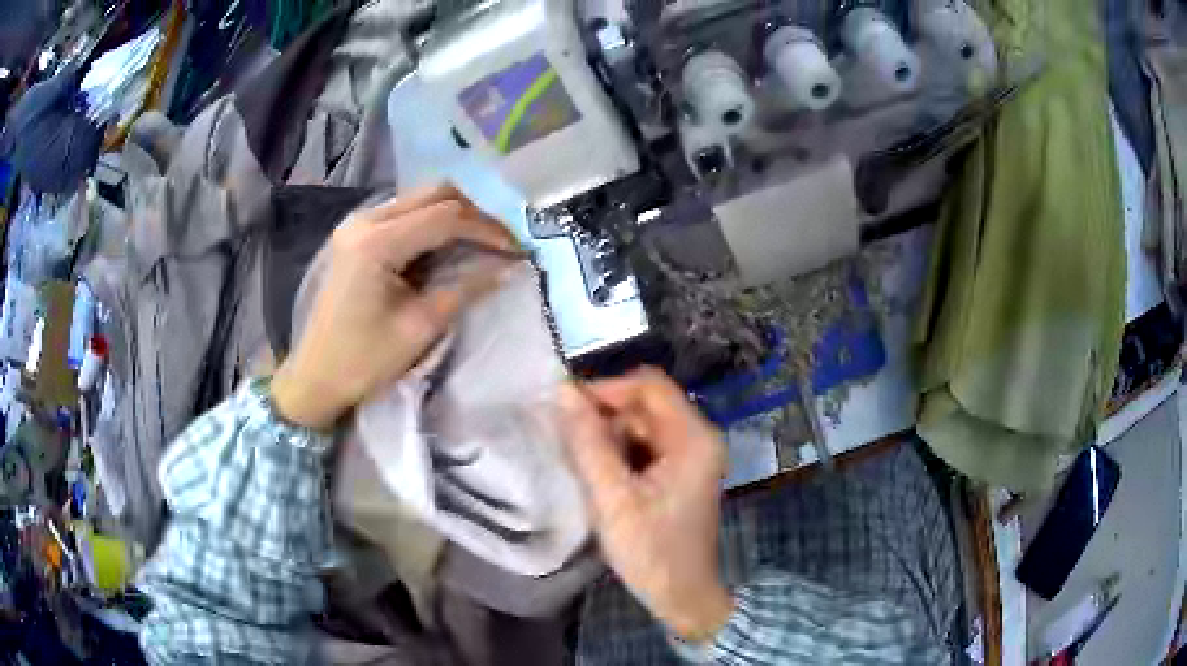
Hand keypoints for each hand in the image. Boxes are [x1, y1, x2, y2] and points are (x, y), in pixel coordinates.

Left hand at [272, 186, 516, 429]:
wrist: (316, 376)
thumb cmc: (363, 361)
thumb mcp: (420, 328)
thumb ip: (465, 289)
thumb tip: (508, 268)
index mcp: (376, 243)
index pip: (446, 217)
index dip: (487, 230)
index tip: (517, 251)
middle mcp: (366, 219)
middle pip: (435, 193)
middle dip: (475, 215)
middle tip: (502, 243)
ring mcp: (359, 222)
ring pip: (422, 198)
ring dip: (457, 215)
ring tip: (483, 244)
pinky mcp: (358, 232)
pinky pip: (407, 212)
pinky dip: (435, 223)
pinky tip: (451, 245)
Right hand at [559, 368, 733, 641]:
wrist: (683, 595)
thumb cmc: (651, 551)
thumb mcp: (613, 499)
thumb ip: (588, 444)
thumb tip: (563, 392)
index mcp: (693, 437)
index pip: (649, 385)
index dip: (607, 389)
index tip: (567, 409)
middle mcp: (699, 437)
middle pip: (647, 404)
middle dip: (606, 415)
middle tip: (568, 438)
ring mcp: (693, 455)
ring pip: (644, 424)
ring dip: (610, 435)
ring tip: (580, 459)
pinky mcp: (682, 472)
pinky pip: (648, 445)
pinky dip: (621, 451)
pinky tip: (600, 473)